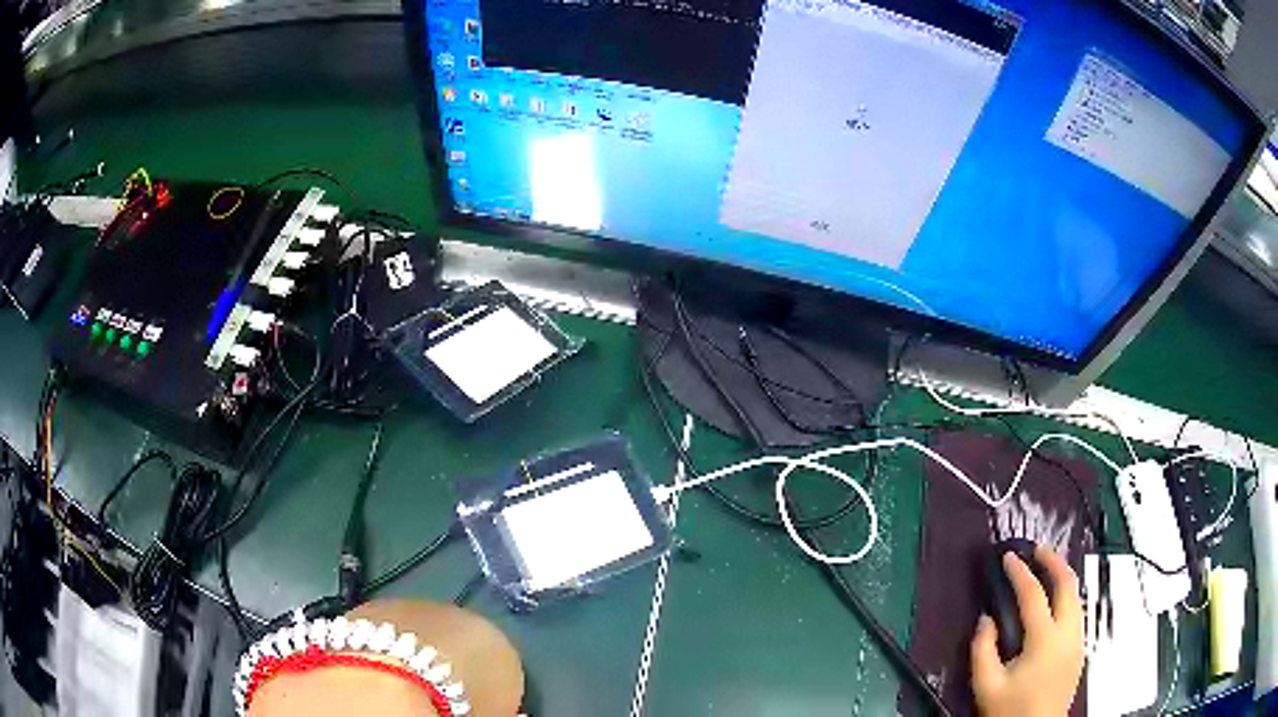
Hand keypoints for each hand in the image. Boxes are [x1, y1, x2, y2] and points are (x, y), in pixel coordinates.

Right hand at [970, 545, 1084, 716]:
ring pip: (1076, 597)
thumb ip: (982, 650)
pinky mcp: (1079, 651)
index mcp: (1045, 639)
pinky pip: (1076, 612)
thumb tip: (986, 620)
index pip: (1033, 594)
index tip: (1008, 557)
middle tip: (1036, 549)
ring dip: (1062, 577)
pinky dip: (1065, 597)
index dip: (1020, 572)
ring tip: (1045, 569)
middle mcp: (1068, 633)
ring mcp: (1078, 641)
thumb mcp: (986, 686)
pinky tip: (1052, 603)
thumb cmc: (1010, 712)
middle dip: (1053, 561)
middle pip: (1068, 584)